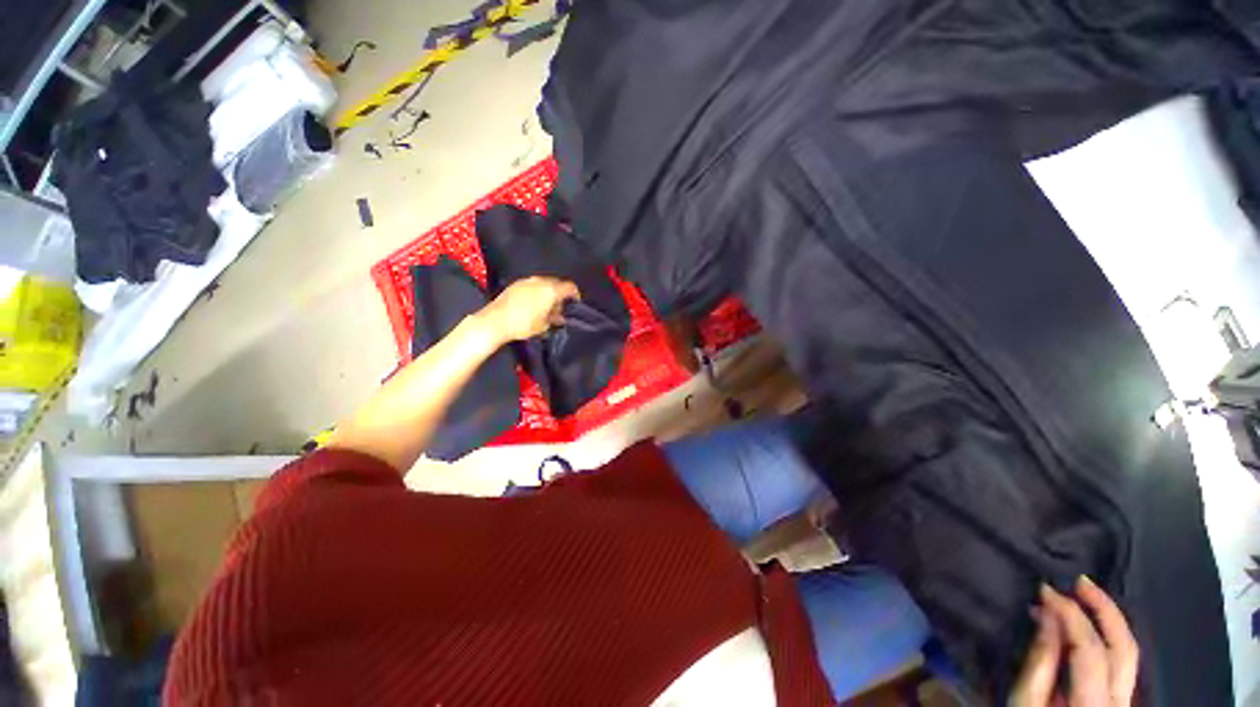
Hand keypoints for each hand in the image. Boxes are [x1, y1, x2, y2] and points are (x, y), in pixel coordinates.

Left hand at [476, 277, 579, 343]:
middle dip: (560, 294)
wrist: (496, 321)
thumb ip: (555, 318)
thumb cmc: (523, 324)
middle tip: (560, 307)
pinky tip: (533, 304)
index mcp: (551, 290)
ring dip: (548, 293)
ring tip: (546, 307)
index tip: (575, 302)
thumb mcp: (544, 325)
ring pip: (544, 284)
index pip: (570, 287)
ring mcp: (526, 281)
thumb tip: (559, 316)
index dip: (575, 294)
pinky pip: (532, 285)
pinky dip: (537, 292)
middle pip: (557, 283)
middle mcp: (540, 281)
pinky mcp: (516, 284)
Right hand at [1010, 577, 1138, 706]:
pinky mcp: (1119, 698)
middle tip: (1079, 580)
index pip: (1090, 650)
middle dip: (1104, 609)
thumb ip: (1039, 663)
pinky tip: (1088, 623)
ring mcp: (1124, 700)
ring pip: (1128, 653)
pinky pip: (1121, 660)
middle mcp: (1120, 701)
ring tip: (1084, 594)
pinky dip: (1106, 635)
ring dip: (1108, 619)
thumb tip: (1047, 617)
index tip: (1045, 590)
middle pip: (1124, 648)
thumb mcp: (1026, 703)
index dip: (1070, 615)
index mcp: (1095, 705)